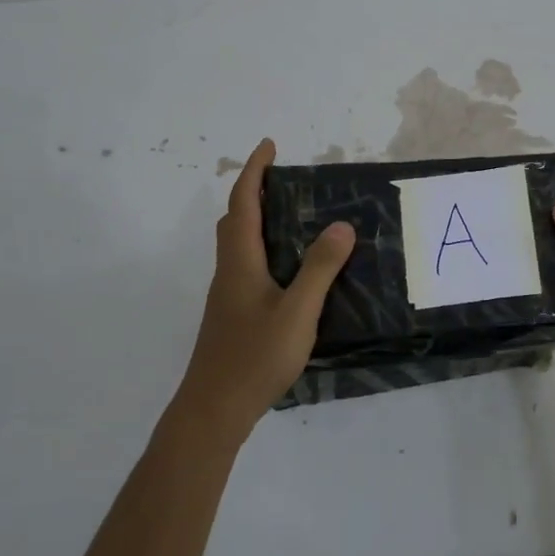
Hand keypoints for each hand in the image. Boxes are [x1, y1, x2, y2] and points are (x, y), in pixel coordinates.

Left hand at [176, 138, 354, 437]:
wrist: (214, 410)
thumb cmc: (254, 358)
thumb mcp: (297, 312)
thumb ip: (319, 269)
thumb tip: (340, 225)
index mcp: (241, 262)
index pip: (243, 204)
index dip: (254, 171)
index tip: (269, 146)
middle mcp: (229, 272)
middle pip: (234, 221)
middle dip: (254, 192)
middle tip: (284, 182)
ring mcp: (228, 296)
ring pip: (238, 245)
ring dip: (257, 221)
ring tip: (293, 219)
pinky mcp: (233, 315)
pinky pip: (247, 266)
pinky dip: (264, 250)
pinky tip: (289, 271)